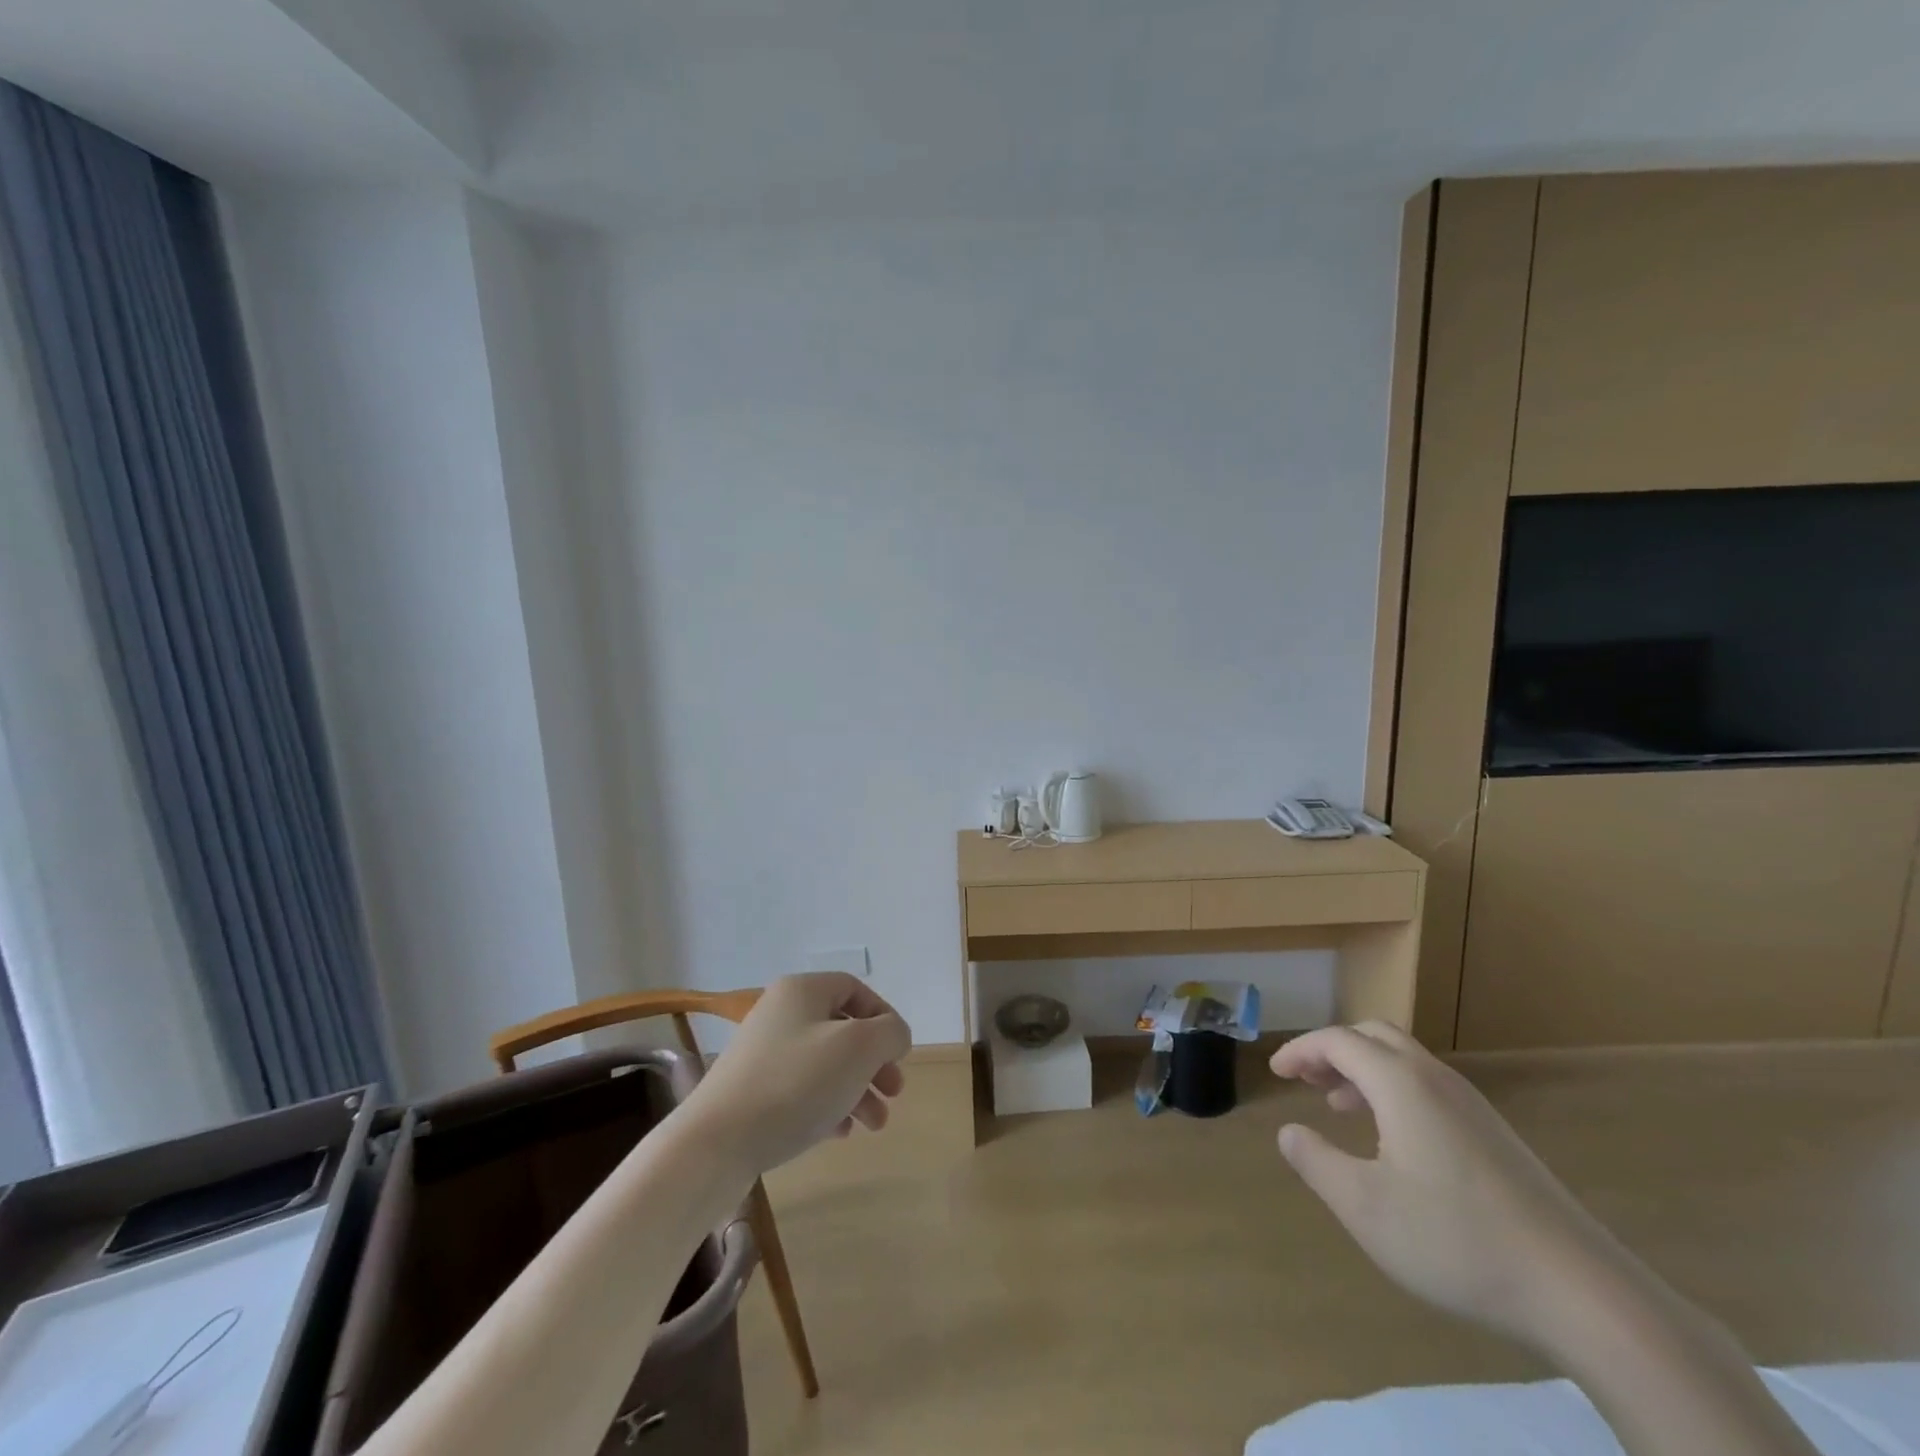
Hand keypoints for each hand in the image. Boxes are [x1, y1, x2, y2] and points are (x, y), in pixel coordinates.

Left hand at [686, 973, 912, 1176]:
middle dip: (874, 1062)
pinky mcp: (751, 1090)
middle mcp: (780, 1012)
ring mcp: (762, 1053)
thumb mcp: (859, 1048)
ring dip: (857, 1089)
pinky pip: (801, 1089)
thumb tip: (893, 1035)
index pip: (855, 989)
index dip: (884, 1017)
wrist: (716, 1142)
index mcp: (803, 990)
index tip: (899, 1053)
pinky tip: (840, 1133)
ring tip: (874, 1125)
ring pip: (824, 1063)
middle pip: (842, 1029)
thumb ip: (889, 1032)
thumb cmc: (796, 1082)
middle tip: (894, 1093)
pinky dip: (827, 1105)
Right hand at [1270, 1022, 1630, 1347]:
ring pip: (1404, 1061)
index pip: (1337, 1041)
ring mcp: (1472, 1106)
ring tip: (1338, 1106)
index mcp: (1400, 1083)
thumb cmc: (1456, 1240)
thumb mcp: (1365, 1207)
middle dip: (1332, 1050)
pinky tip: (1393, 1141)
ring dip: (1363, 1070)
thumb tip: (1288, 1132)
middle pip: (1373, 1036)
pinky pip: (1428, 1087)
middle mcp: (1435, 1079)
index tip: (1275, 1072)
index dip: (1300, 1050)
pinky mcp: (1495, 1135)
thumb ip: (1317, 1163)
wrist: (1581, 1292)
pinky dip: (1393, 1091)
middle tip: (1305, 1079)